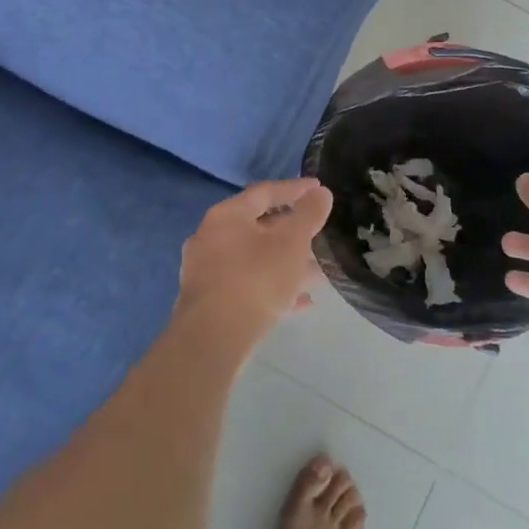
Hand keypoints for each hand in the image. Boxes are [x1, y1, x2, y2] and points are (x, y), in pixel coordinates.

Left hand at [179, 178, 333, 343]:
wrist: (213, 339)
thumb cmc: (255, 279)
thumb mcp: (291, 243)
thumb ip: (308, 215)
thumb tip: (321, 192)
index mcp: (227, 215)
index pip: (265, 192)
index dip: (295, 189)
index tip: (319, 189)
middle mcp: (211, 238)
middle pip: (258, 227)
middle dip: (293, 233)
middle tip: (320, 235)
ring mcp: (207, 271)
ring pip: (255, 260)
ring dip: (286, 264)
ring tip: (319, 274)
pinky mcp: (210, 302)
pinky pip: (248, 287)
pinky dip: (274, 289)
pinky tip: (301, 302)